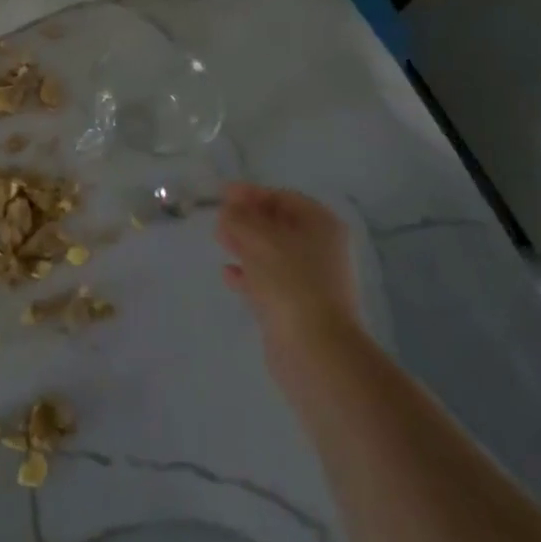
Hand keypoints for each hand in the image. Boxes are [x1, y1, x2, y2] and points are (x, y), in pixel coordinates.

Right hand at [215, 183, 361, 350]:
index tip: (222, 195)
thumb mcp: (258, 238)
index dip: (252, 193)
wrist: (314, 348)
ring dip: (246, 245)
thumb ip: (239, 217)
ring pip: (273, 253)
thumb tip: (229, 210)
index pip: (283, 197)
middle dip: (248, 219)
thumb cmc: (289, 280)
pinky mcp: (298, 306)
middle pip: (279, 225)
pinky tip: (228, 274)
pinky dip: (250, 274)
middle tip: (219, 218)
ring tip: (220, 240)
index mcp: (321, 224)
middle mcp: (321, 249)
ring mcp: (311, 280)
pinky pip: (270, 281)